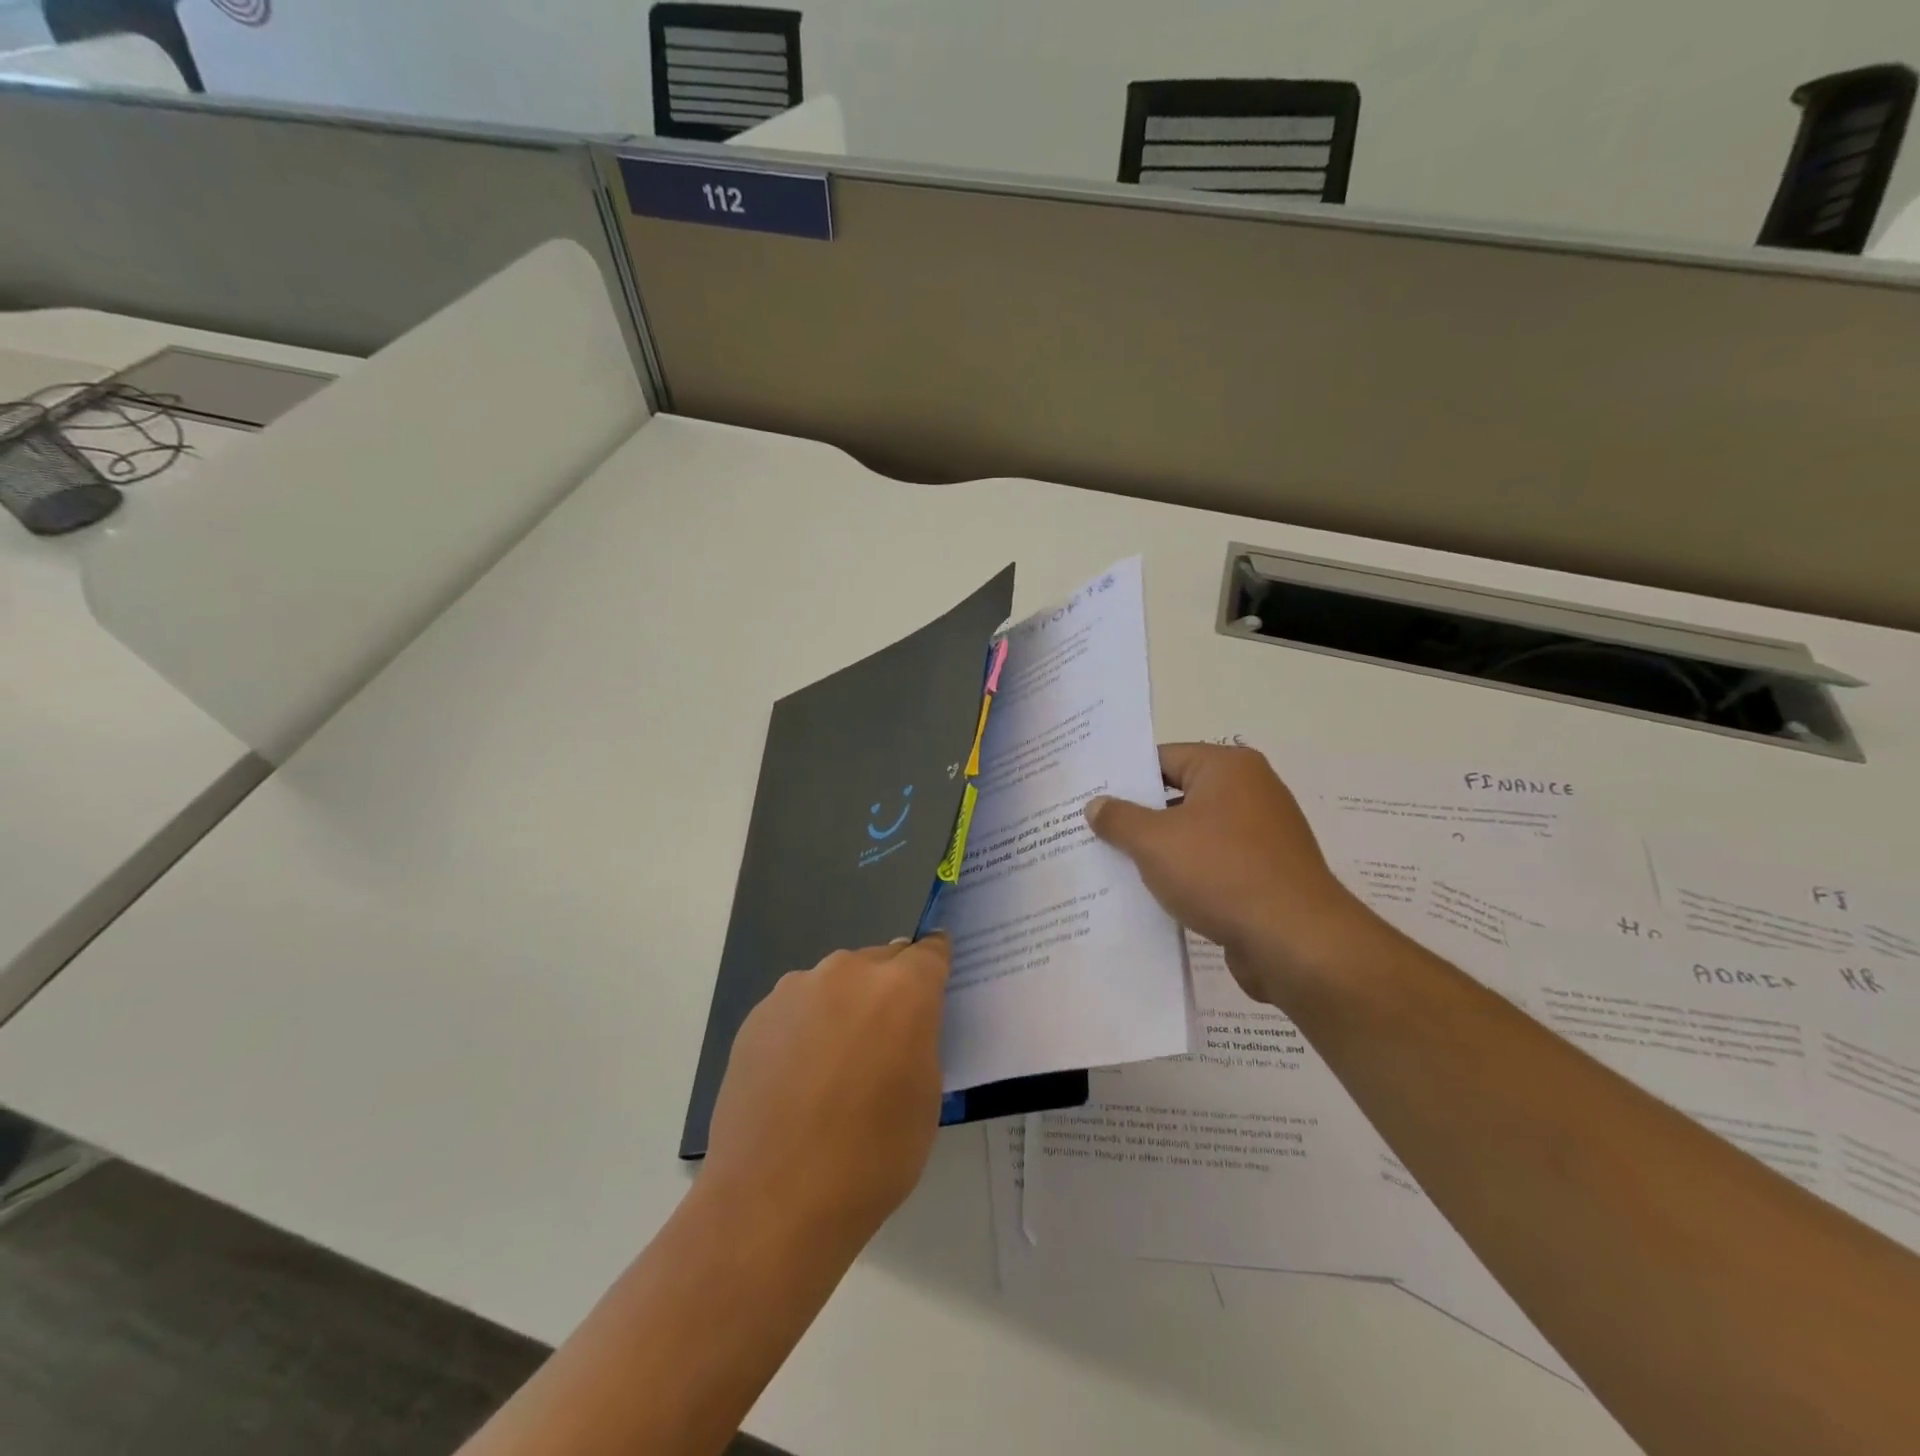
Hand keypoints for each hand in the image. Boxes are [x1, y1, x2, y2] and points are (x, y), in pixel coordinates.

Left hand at [704, 936, 949, 1249]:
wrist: (772, 1201)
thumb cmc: (870, 1157)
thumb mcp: (925, 1098)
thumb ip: (920, 1040)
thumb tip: (902, 1025)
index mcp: (902, 989)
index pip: (930, 952)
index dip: (936, 964)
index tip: (936, 979)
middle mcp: (849, 972)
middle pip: (882, 961)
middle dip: (890, 988)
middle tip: (887, 1038)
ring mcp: (797, 988)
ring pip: (837, 981)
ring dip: (846, 1005)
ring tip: (835, 1063)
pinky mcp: (759, 1014)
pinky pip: (799, 1005)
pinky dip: (808, 1025)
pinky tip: (798, 1076)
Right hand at [1086, 743, 1373, 1003]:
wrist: (1295, 942)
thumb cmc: (1221, 873)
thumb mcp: (1155, 842)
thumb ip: (1119, 819)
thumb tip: (1096, 805)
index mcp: (1228, 768)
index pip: (1162, 758)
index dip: (1123, 778)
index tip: (1089, 797)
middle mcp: (1251, 792)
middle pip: (1178, 795)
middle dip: (1137, 817)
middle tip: (1091, 832)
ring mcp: (1262, 836)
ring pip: (1194, 834)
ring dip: (1160, 851)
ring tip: (1112, 866)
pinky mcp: (1265, 875)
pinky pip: (1213, 865)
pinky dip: (1186, 876)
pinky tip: (1153, 896)